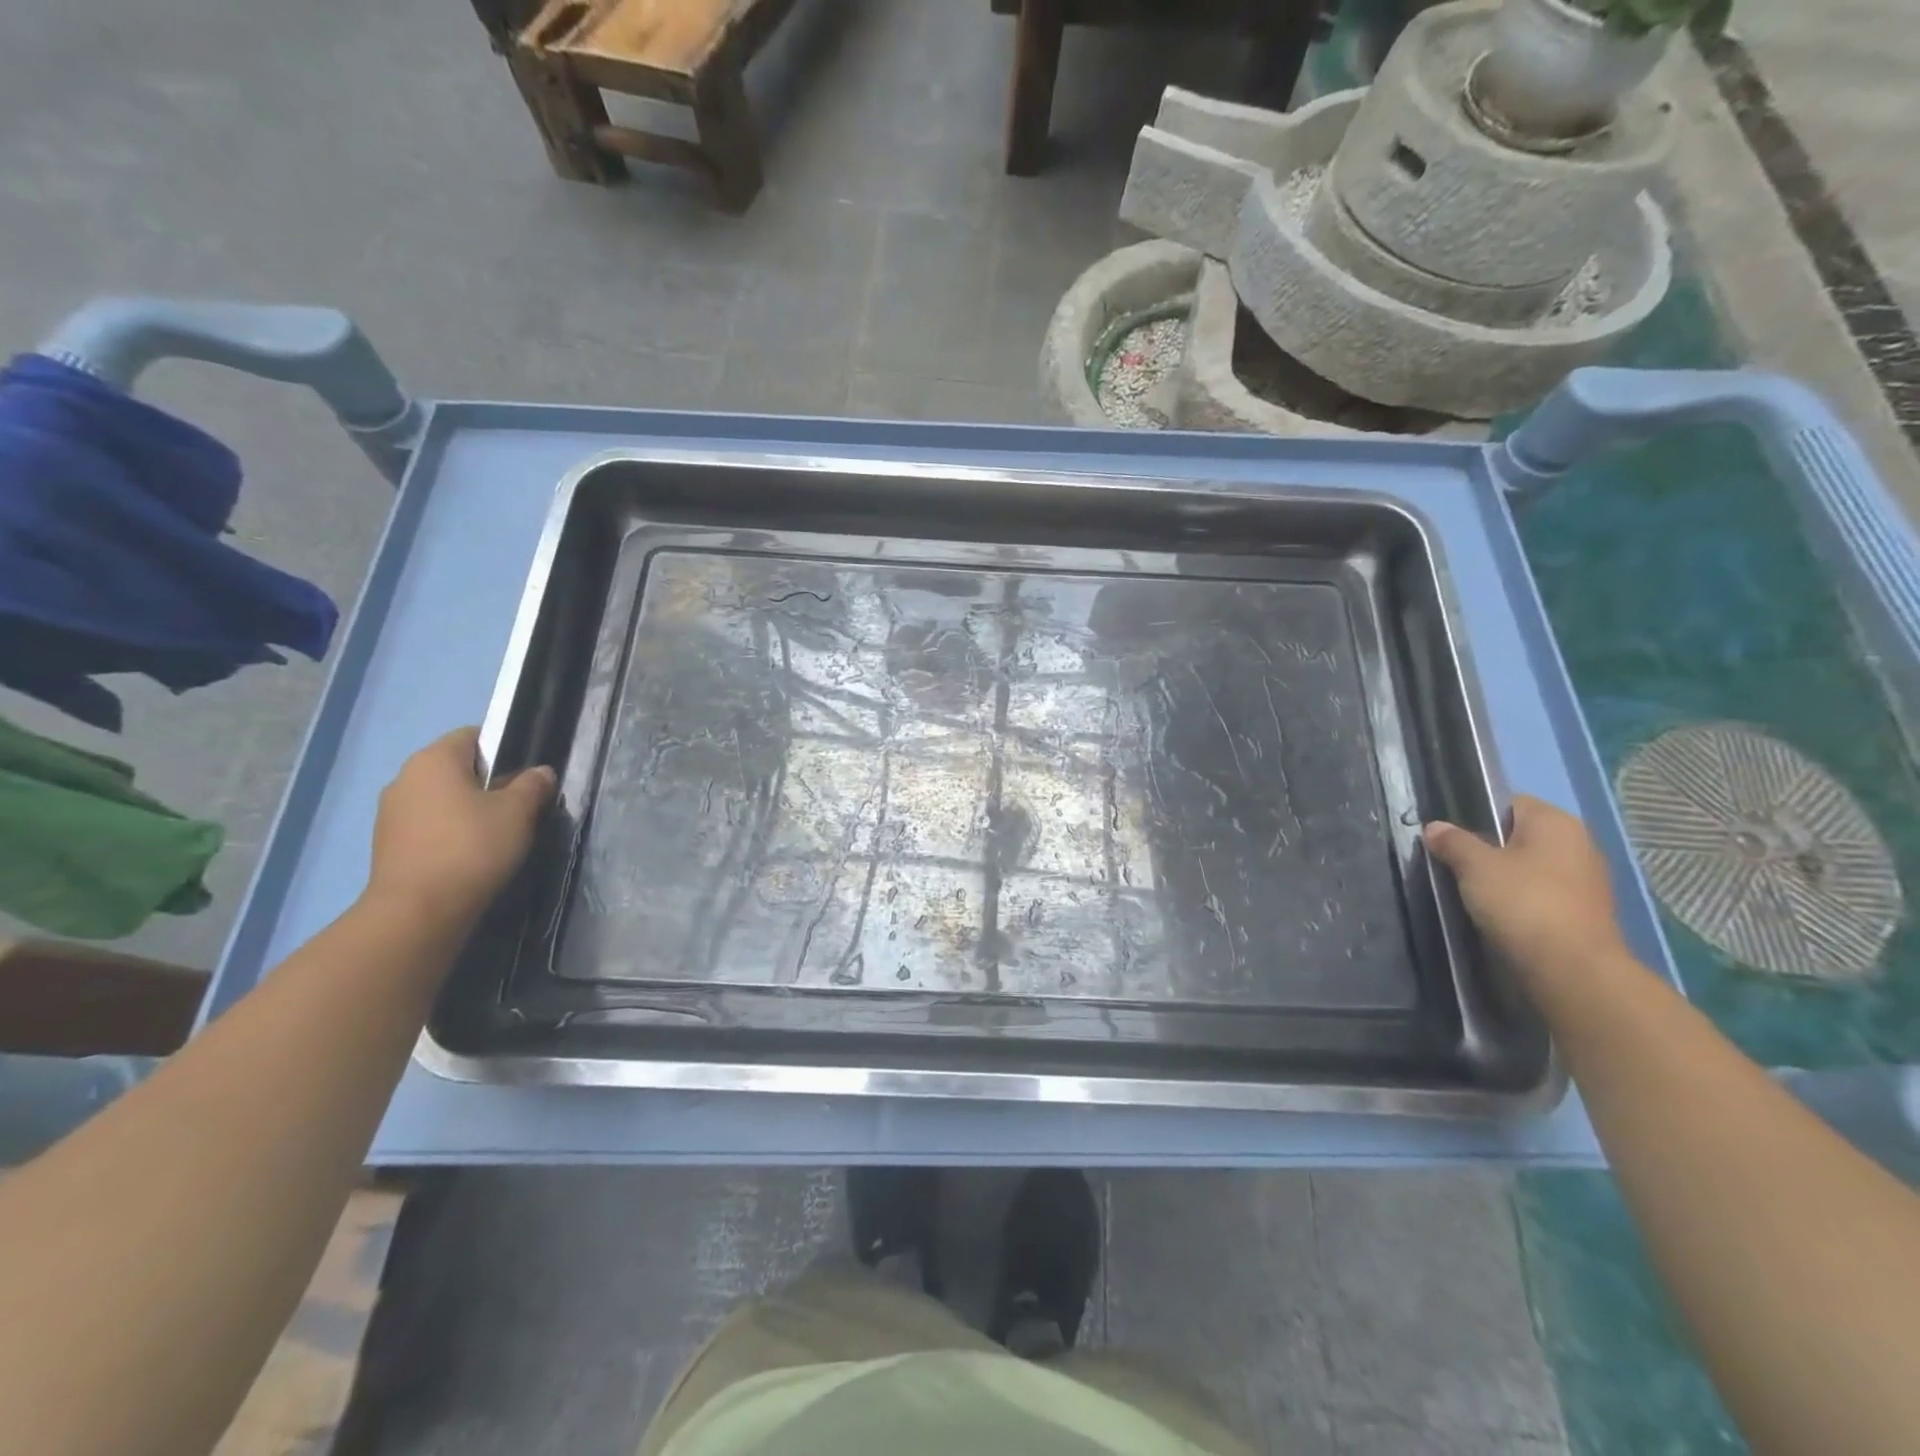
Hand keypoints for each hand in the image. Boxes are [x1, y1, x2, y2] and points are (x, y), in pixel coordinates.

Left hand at [366, 728, 555, 923]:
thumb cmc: (472, 848)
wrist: (418, 912)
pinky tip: (471, 854)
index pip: (473, 736)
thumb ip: (533, 785)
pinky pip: (429, 825)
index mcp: (434, 759)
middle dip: (489, 782)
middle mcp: (405, 778)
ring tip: (498, 834)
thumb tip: (540, 772)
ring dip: (468, 809)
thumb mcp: (518, 812)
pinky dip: (450, 832)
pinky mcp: (388, 844)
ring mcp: (391, 812)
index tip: (527, 775)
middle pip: (457, 768)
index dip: (505, 748)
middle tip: (520, 806)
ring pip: (442, 798)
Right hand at [1425, 795, 1628, 988]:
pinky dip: (1519, 899)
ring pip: (1529, 866)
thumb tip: (1435, 827)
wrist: (1571, 969)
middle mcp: (1578, 843)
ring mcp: (1585, 879)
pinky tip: (1497, 913)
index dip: (1475, 815)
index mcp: (1556, 822)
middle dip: (1487, 848)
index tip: (1450, 838)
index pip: (1507, 803)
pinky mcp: (1583, 911)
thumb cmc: (1522, 902)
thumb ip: (1453, 841)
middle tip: (1454, 865)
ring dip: (1503, 876)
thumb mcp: (1475, 866)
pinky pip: (1540, 893)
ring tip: (1470, 892)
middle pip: (1518, 835)